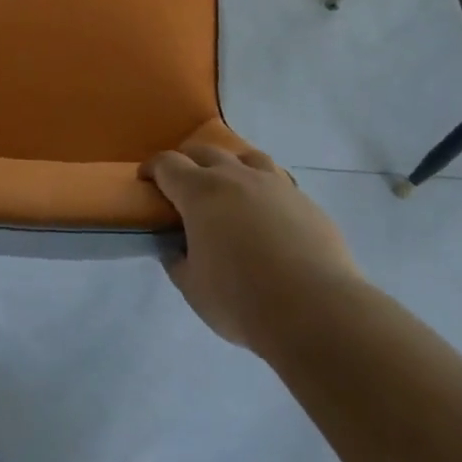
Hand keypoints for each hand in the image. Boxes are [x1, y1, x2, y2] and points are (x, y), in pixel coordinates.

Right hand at [141, 144, 359, 351]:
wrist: (315, 309)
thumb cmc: (241, 300)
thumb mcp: (193, 288)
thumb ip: (178, 261)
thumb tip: (176, 248)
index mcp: (201, 192)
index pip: (168, 164)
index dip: (153, 168)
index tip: (146, 179)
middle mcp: (236, 176)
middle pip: (205, 151)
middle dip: (188, 162)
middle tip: (183, 184)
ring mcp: (275, 184)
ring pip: (247, 157)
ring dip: (231, 166)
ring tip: (230, 188)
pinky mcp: (304, 201)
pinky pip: (278, 182)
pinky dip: (264, 190)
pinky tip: (267, 215)